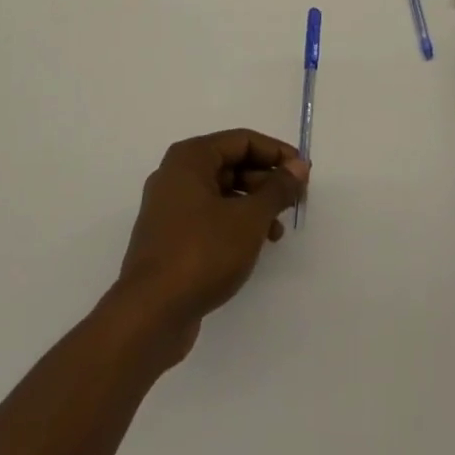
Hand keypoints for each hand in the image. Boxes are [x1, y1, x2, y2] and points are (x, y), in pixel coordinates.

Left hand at [112, 129, 308, 358]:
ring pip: (221, 192)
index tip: (304, 172)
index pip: (242, 140)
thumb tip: (298, 165)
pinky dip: (234, 223)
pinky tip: (254, 246)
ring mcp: (170, 207)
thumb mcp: (249, 218)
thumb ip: (277, 189)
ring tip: (278, 231)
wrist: (150, 313)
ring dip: (253, 205)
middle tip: (295, 201)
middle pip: (230, 164)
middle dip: (266, 180)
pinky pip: (209, 216)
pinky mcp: (170, 237)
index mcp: (190, 158)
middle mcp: (176, 174)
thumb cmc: (202, 252)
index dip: (276, 153)